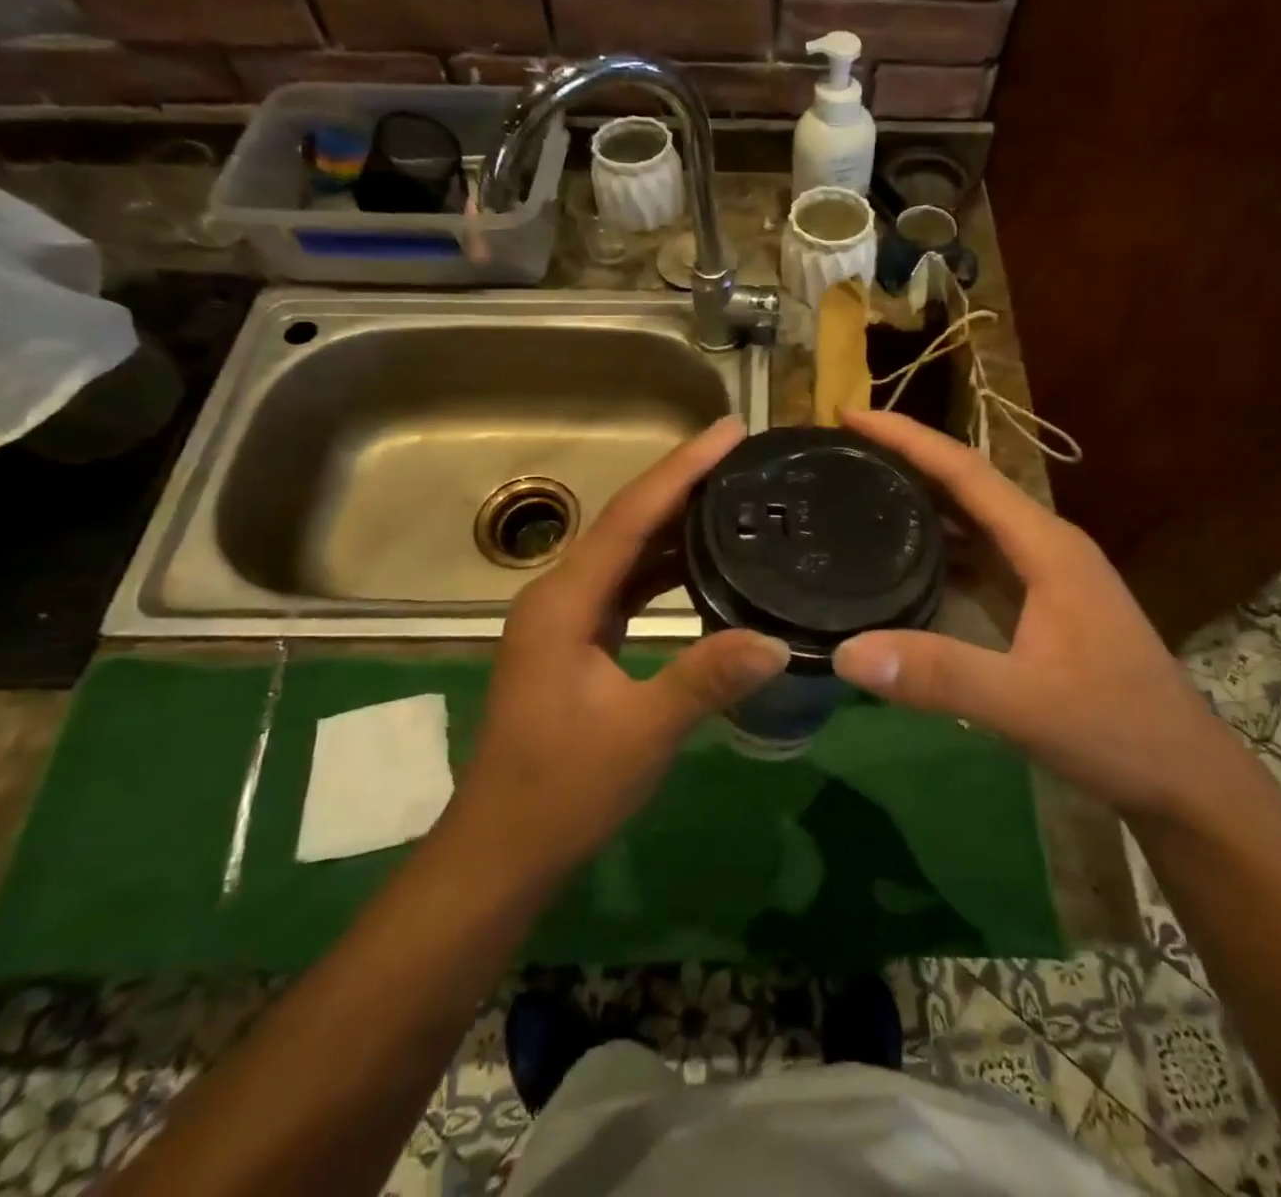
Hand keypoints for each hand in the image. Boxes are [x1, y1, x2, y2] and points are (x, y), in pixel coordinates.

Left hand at [448, 416, 788, 877]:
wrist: (504, 849)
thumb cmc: (562, 788)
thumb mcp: (641, 732)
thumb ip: (706, 679)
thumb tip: (776, 640)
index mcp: (564, 601)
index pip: (630, 516)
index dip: (681, 468)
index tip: (729, 430)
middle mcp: (560, 594)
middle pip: (627, 522)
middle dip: (682, 483)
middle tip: (742, 455)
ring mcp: (565, 618)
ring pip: (626, 552)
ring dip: (674, 523)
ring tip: (732, 494)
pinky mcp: (577, 640)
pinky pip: (626, 584)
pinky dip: (664, 566)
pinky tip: (702, 562)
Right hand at [830, 410, 1224, 818]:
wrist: (1181, 776)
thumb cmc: (1116, 728)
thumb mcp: (1025, 703)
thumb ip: (939, 675)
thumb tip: (846, 652)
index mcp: (1045, 545)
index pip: (966, 471)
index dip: (907, 437)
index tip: (850, 414)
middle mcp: (1044, 545)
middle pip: (966, 485)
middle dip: (906, 458)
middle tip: (841, 451)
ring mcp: (1044, 574)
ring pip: (972, 520)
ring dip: (921, 500)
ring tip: (860, 491)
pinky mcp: (1039, 603)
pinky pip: (978, 556)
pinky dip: (938, 545)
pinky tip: (903, 559)